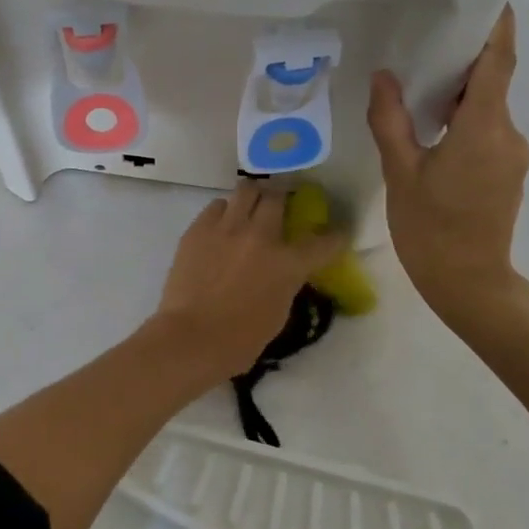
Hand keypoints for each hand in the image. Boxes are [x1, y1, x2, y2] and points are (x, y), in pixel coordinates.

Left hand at [155, 181, 347, 382]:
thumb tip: (283, 268)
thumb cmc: (240, 339)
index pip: (323, 241)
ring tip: (250, 206)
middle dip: (283, 197)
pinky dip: (224, 211)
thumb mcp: (279, 311)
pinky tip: (222, 225)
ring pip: (246, 189)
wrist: (191, 338)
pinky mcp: (199, 228)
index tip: (337, 233)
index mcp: (287, 263)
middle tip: (280, 204)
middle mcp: (261, 236)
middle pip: (277, 197)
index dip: (335, 236)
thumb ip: (285, 281)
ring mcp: (227, 227)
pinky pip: (217, 206)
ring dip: (253, 196)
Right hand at [368, 6, 528, 338]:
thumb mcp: (400, 172)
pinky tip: (431, 126)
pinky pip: (487, 130)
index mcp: (484, 128)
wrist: (470, 284)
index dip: (498, 27)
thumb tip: (384, 77)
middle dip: (464, 59)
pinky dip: (463, 118)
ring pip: (487, 108)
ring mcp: (512, 155)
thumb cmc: (431, 229)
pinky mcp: (507, 171)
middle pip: (491, 82)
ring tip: (418, 83)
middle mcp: (508, 134)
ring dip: (459, 93)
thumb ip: (390, 120)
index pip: (499, 63)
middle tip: (425, 39)